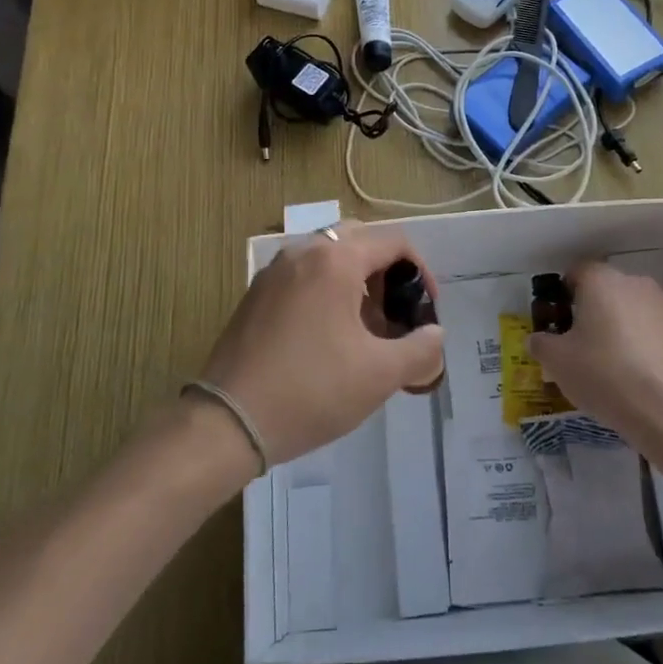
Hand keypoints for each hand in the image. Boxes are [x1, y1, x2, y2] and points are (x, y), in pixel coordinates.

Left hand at [198, 221, 444, 465]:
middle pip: (359, 240)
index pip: (394, 241)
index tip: (425, 309)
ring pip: (328, 257)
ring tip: (364, 330)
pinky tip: (328, 336)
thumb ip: (420, 349)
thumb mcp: (380, 375)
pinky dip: (326, 290)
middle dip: (386, 272)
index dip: (421, 271)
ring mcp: (274, 271)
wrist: (228, 422)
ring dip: (356, 281)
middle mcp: (303, 252)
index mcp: (336, 260)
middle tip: (394, 314)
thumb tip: (434, 335)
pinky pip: (303, 275)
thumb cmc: (312, 390)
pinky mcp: (255, 294)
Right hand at [526, 262, 662, 449]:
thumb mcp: (556, 361)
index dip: (564, 294)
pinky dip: (643, 345)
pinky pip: (654, 331)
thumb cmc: (602, 373)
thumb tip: (539, 339)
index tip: (559, 320)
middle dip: (593, 311)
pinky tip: (635, 375)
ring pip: (633, 310)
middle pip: (607, 290)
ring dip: (620, 327)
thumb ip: (541, 343)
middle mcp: (636, 283)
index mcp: (602, 281)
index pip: (577, 272)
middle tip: (580, 344)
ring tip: (610, 363)